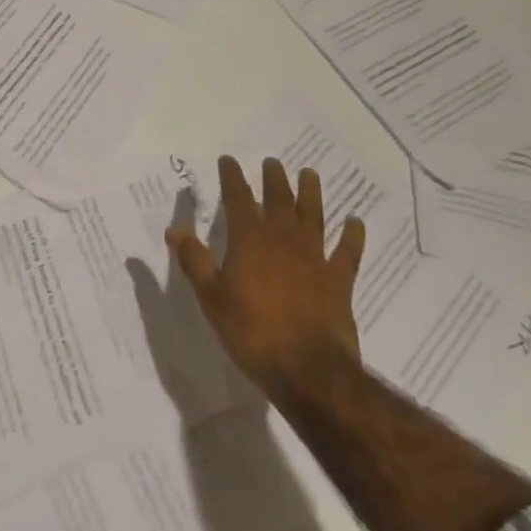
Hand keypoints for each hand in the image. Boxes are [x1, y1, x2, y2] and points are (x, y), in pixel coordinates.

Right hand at [166, 155, 366, 396]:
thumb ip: (194, 261)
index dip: (232, 177)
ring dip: (311, 193)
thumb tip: (175, 229)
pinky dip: (353, 235)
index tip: (228, 160)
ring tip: (310, 174)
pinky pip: (348, 252)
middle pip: (278, 199)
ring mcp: (315, 257)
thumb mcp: (212, 299)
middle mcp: (283, 238)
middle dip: (273, 178)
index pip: (238, 198)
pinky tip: (355, 222)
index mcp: (249, 240)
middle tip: (272, 162)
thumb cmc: (253, 332)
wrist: (308, 370)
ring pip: (313, 215)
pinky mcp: (339, 280)